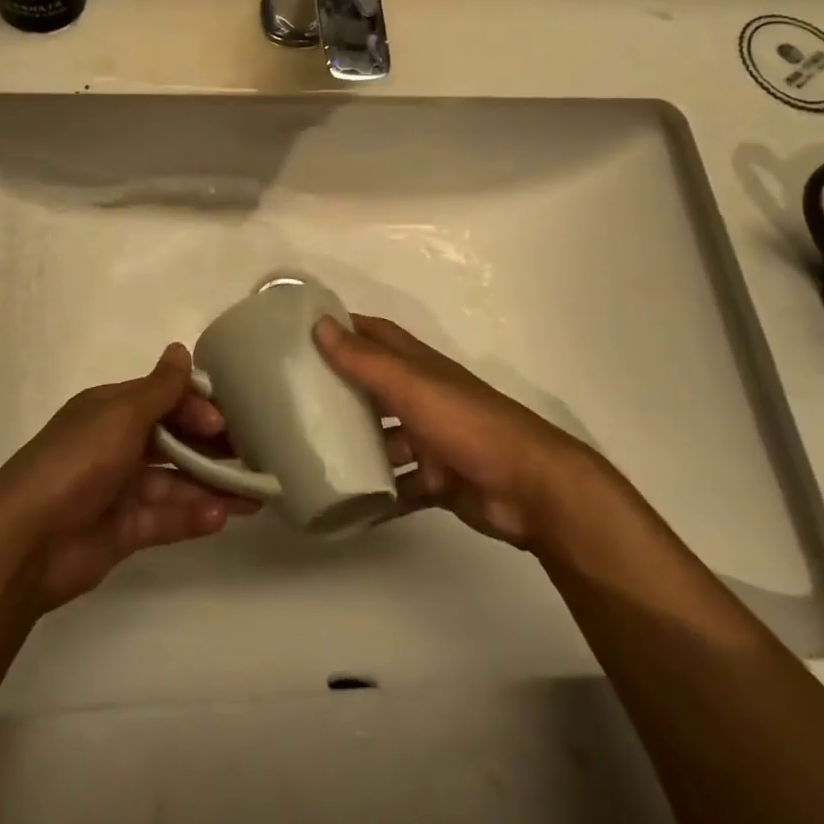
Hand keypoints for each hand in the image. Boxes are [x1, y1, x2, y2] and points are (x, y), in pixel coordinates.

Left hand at [0, 344, 258, 610]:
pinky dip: (192, 517)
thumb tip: (181, 349)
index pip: (163, 400)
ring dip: (211, 486)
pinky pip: (165, 519)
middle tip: (255, 454)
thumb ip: (159, 389)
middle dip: (212, 447)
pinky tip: (222, 517)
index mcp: (111, 411)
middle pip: (173, 441)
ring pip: (175, 483)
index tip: (225, 421)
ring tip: (254, 495)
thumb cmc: (77, 462)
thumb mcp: (121, 415)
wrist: (25, 540)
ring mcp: (119, 490)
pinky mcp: (123, 531)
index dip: (195, 407)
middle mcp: (116, 445)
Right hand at [315, 314, 592, 549]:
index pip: (376, 335)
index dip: (344, 328)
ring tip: (310, 451)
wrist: (531, 490)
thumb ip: (366, 361)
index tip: (301, 332)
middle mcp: (425, 397)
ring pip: (385, 438)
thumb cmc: (468, 425)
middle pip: (376, 386)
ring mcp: (433, 440)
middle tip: (292, 398)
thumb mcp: (412, 386)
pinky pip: (400, 484)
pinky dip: (378, 491)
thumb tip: (319, 324)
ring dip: (356, 443)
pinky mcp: (439, 481)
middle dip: (341, 389)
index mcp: (420, 367)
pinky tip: (344, 499)